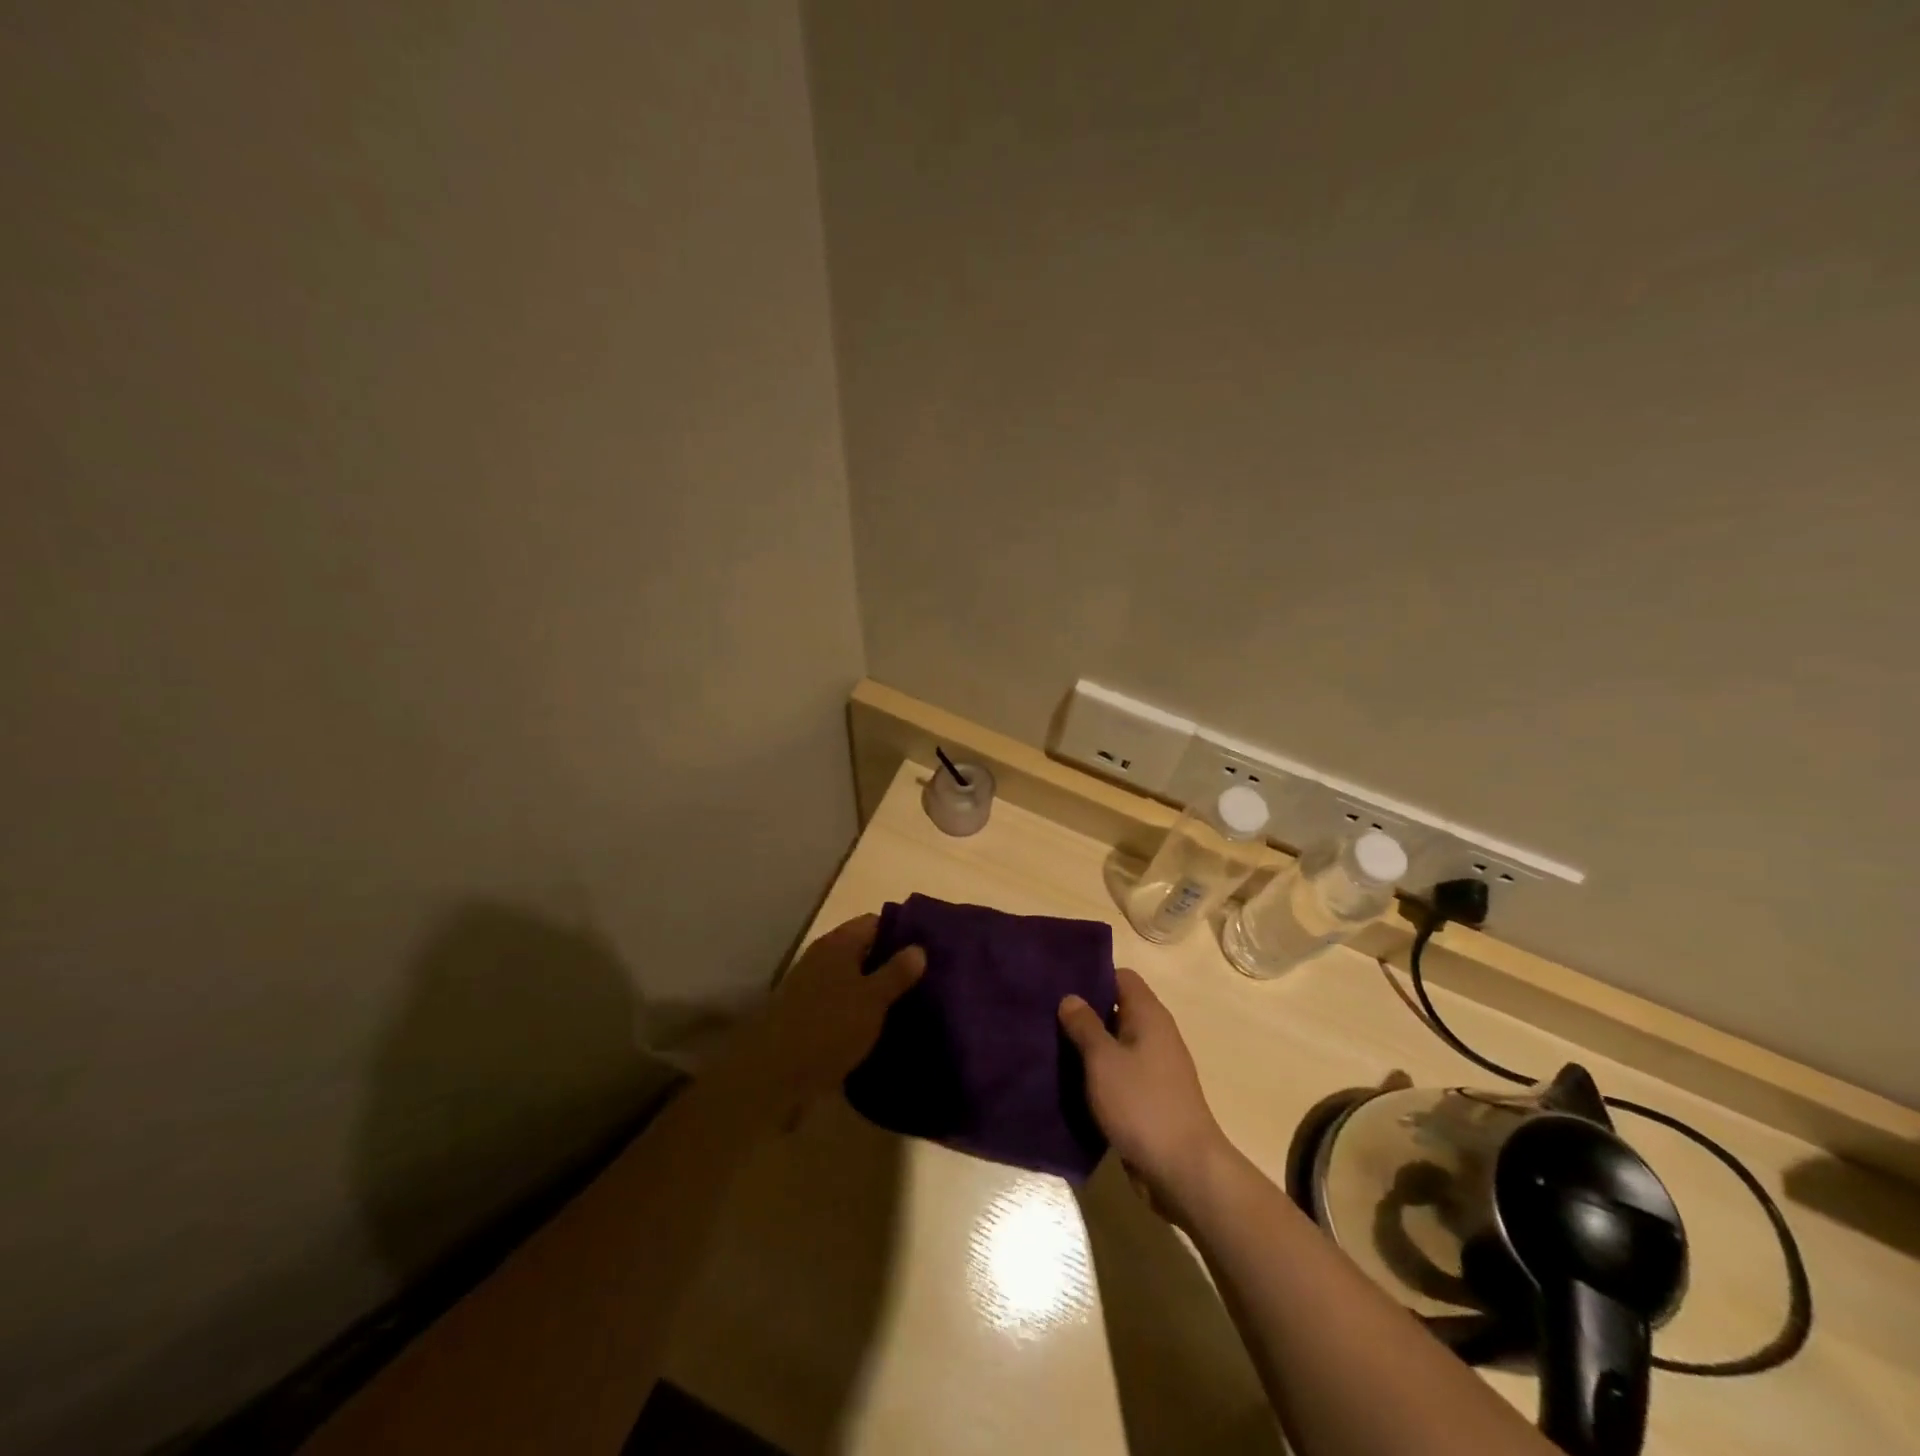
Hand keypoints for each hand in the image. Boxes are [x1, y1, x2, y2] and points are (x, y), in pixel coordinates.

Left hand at [730, 914, 924, 1119]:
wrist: (773, 1075)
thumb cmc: (828, 1027)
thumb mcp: (872, 999)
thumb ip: (896, 972)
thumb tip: (919, 947)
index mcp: (838, 943)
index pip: (875, 922)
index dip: (901, 932)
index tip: (928, 948)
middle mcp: (822, 958)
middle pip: (863, 950)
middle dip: (891, 963)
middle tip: (925, 979)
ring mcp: (812, 987)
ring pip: (853, 979)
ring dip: (876, 989)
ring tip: (910, 1004)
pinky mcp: (807, 1016)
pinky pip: (842, 1003)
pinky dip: (860, 1010)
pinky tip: (881, 1027)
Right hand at [1059, 967, 1234, 1221]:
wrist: (1183, 1170)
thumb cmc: (1142, 1104)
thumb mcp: (1103, 1060)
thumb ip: (1084, 1025)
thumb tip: (1070, 997)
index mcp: (1149, 1016)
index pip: (1121, 977)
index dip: (1093, 976)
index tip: (1060, 983)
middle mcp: (1155, 1035)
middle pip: (1117, 1009)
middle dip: (1084, 1012)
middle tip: (1045, 1014)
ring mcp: (1154, 1068)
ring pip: (1115, 1044)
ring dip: (1088, 1046)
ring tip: (1049, 1045)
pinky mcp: (1149, 1098)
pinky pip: (1119, 1074)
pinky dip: (1097, 1074)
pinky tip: (1069, 1081)